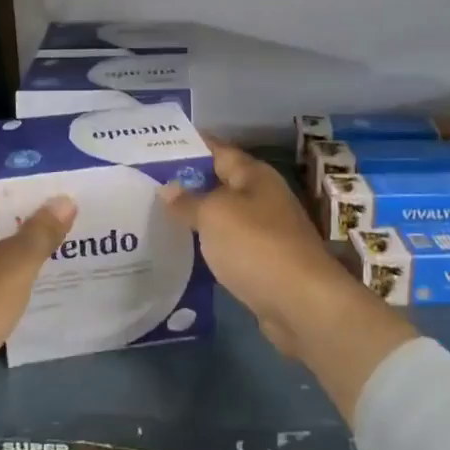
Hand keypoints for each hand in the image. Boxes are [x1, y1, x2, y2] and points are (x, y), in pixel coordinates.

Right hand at [161, 137, 415, 418]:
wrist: (302, 304)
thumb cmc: (257, 246)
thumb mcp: (214, 215)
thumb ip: (188, 201)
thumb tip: (168, 188)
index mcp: (255, 175)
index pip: (217, 150)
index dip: (189, 145)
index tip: (155, 145)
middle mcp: (263, 198)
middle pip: (219, 183)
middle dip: (186, 183)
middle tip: (146, 183)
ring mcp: (265, 231)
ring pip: (222, 216)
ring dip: (195, 217)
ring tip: (155, 215)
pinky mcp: (263, 263)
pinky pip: (228, 246)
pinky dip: (207, 246)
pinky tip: (181, 250)